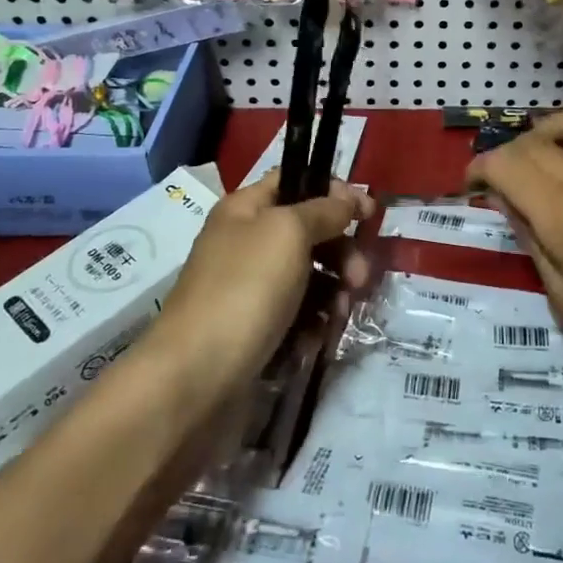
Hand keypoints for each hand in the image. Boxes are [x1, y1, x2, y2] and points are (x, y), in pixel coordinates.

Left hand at [149, 174, 374, 395]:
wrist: (194, 380)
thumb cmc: (244, 290)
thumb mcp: (288, 233)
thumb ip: (324, 210)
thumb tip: (351, 199)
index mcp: (246, 210)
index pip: (296, 182)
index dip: (334, 191)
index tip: (369, 213)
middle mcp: (247, 243)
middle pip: (310, 232)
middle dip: (341, 252)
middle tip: (359, 277)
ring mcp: (251, 289)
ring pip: (310, 277)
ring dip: (334, 292)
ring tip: (338, 316)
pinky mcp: (257, 331)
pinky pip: (299, 316)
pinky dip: (313, 324)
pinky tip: (315, 340)